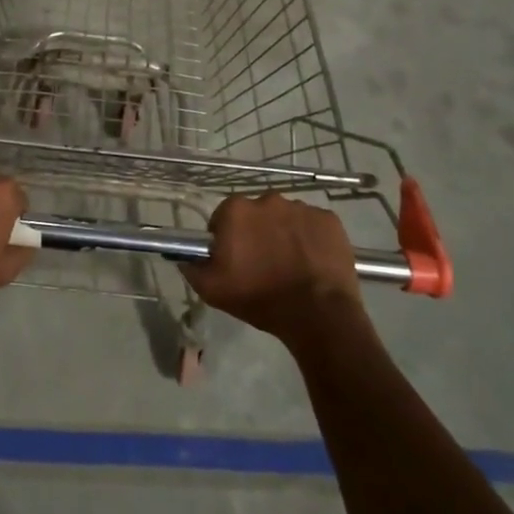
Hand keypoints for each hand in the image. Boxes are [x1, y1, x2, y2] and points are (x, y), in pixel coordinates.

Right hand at [189, 193, 363, 347]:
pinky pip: (313, 225)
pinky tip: (312, 262)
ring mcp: (302, 208)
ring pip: (285, 218)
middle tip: (262, 263)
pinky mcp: (329, 220)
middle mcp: (268, 199)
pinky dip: (310, 239)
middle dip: (256, 233)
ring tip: (290, 265)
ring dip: (284, 234)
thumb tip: (185, 257)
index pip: (223, 218)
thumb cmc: (260, 298)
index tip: (234, 259)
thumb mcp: (212, 290)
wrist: (318, 313)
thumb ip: (192, 268)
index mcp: (236, 210)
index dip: (227, 238)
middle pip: (256, 214)